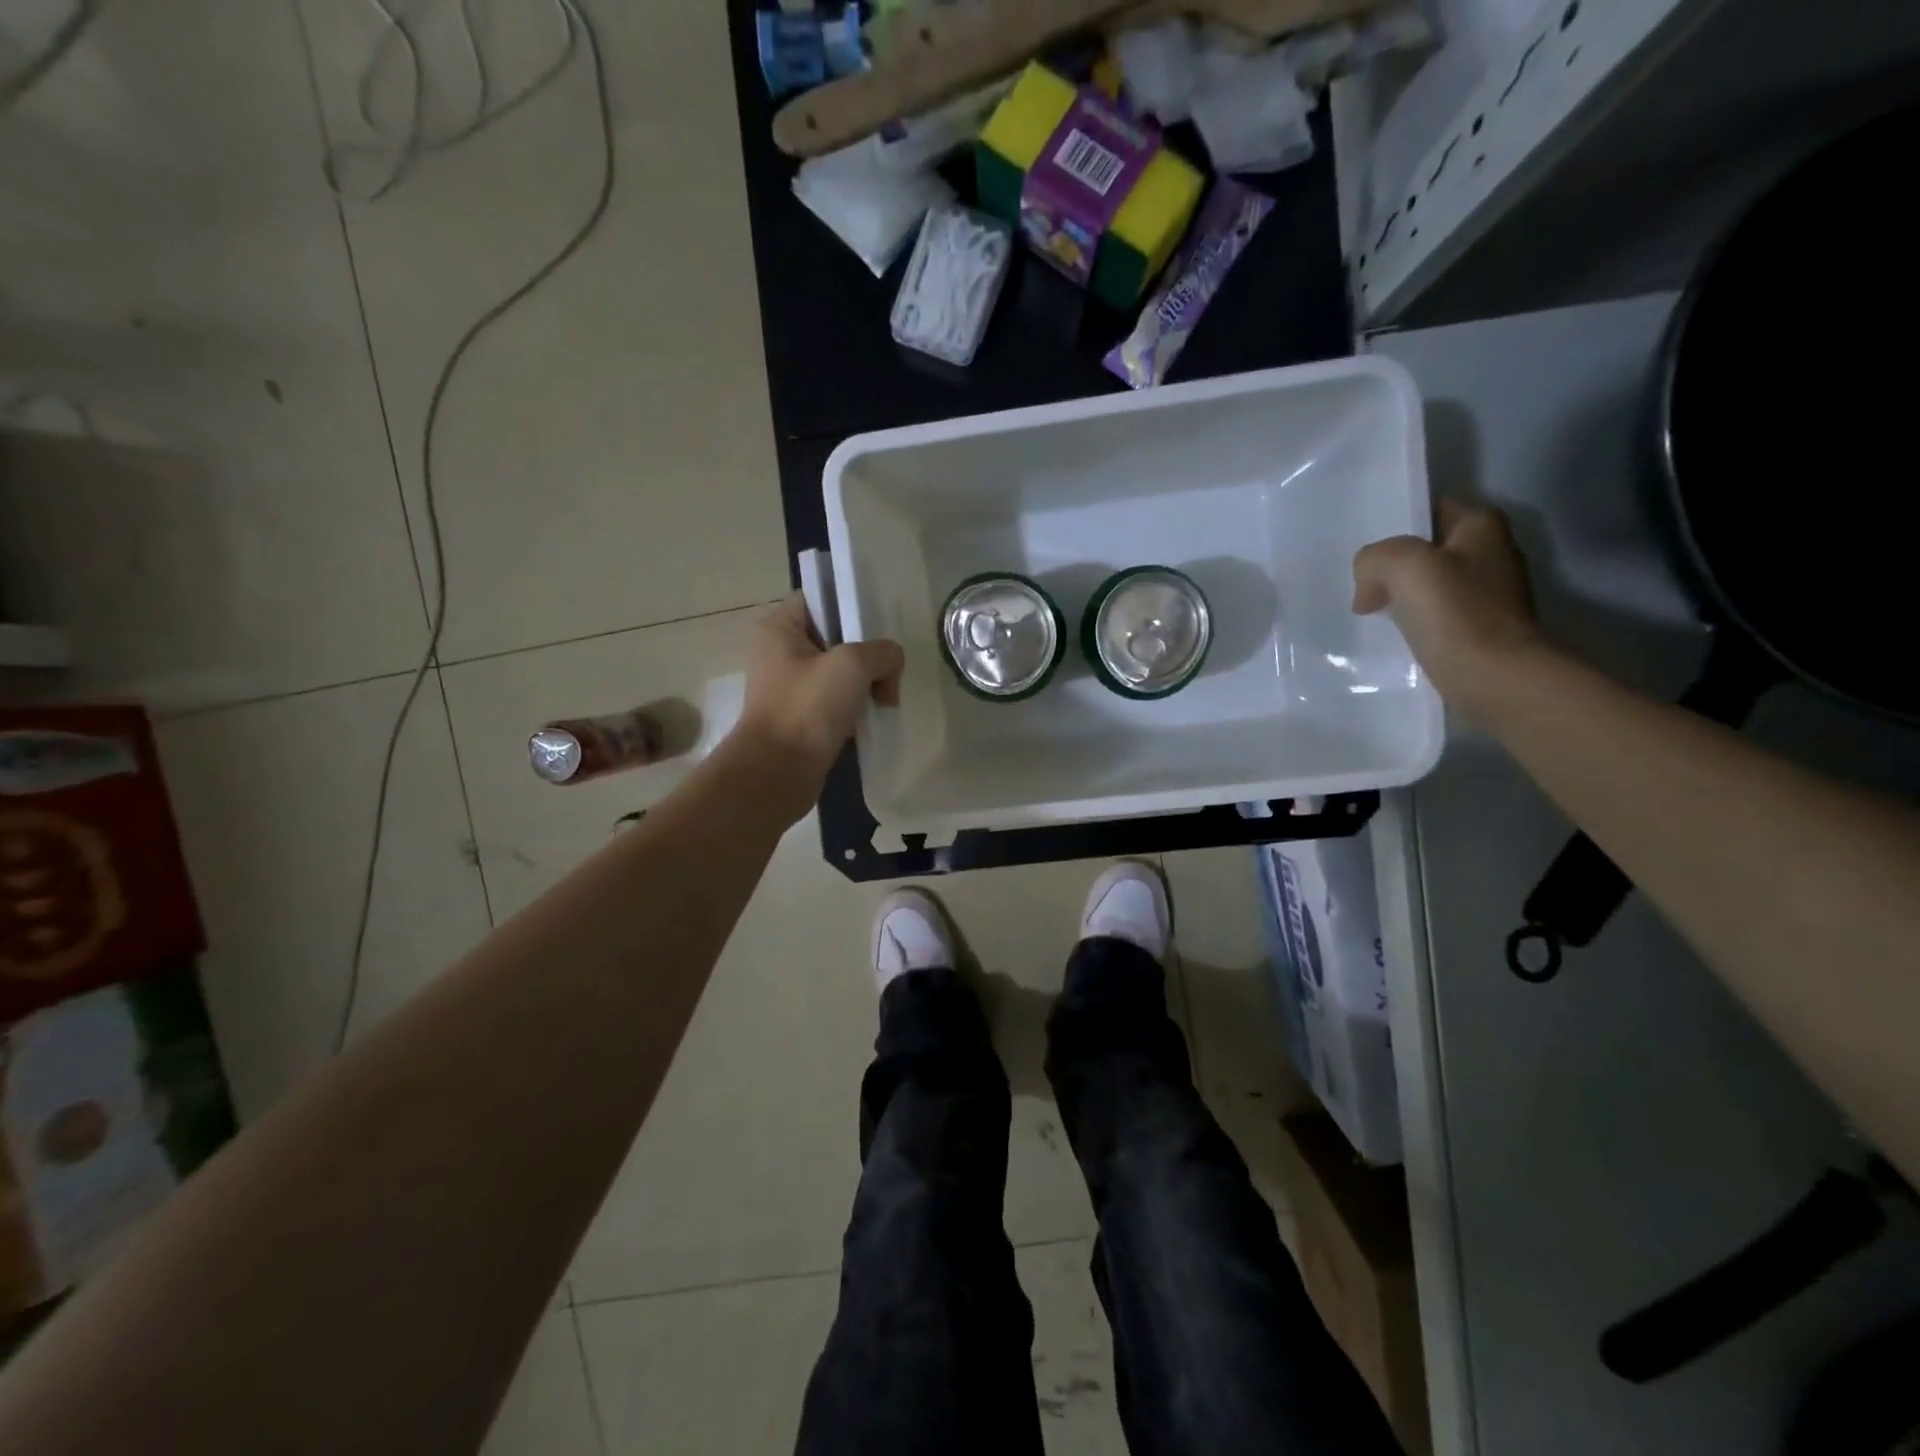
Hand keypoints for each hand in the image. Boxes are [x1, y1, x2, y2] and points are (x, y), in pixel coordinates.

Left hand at [737, 593, 904, 789]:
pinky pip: (836, 701)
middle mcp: (780, 652)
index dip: (852, 606)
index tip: (880, 626)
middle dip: (868, 653)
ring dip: (866, 684)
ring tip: (885, 699)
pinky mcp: (801, 718)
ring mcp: (790, 687)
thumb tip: (891, 664)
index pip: (821, 599)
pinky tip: (872, 718)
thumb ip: (883, 651)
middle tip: (889, 672)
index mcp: (779, 628)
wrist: (776, 774)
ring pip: (840, 672)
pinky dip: (855, 708)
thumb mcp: (853, 665)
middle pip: (837, 637)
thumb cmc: (807, 709)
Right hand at [1352, 499, 1543, 705]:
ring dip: (1398, 594)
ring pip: (1427, 583)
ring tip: (1367, 609)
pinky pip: (1433, 614)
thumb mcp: (1402, 565)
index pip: (1431, 508)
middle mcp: (1491, 553)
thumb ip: (1375, 557)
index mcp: (1482, 526)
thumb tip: (1369, 581)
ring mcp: (1488, 594)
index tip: (1364, 546)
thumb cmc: (1454, 613)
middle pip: (1426, 548)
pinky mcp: (1478, 628)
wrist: (1494, 677)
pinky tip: (1391, 633)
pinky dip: (1411, 620)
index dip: (1395, 523)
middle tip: (1359, 581)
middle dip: (1392, 563)